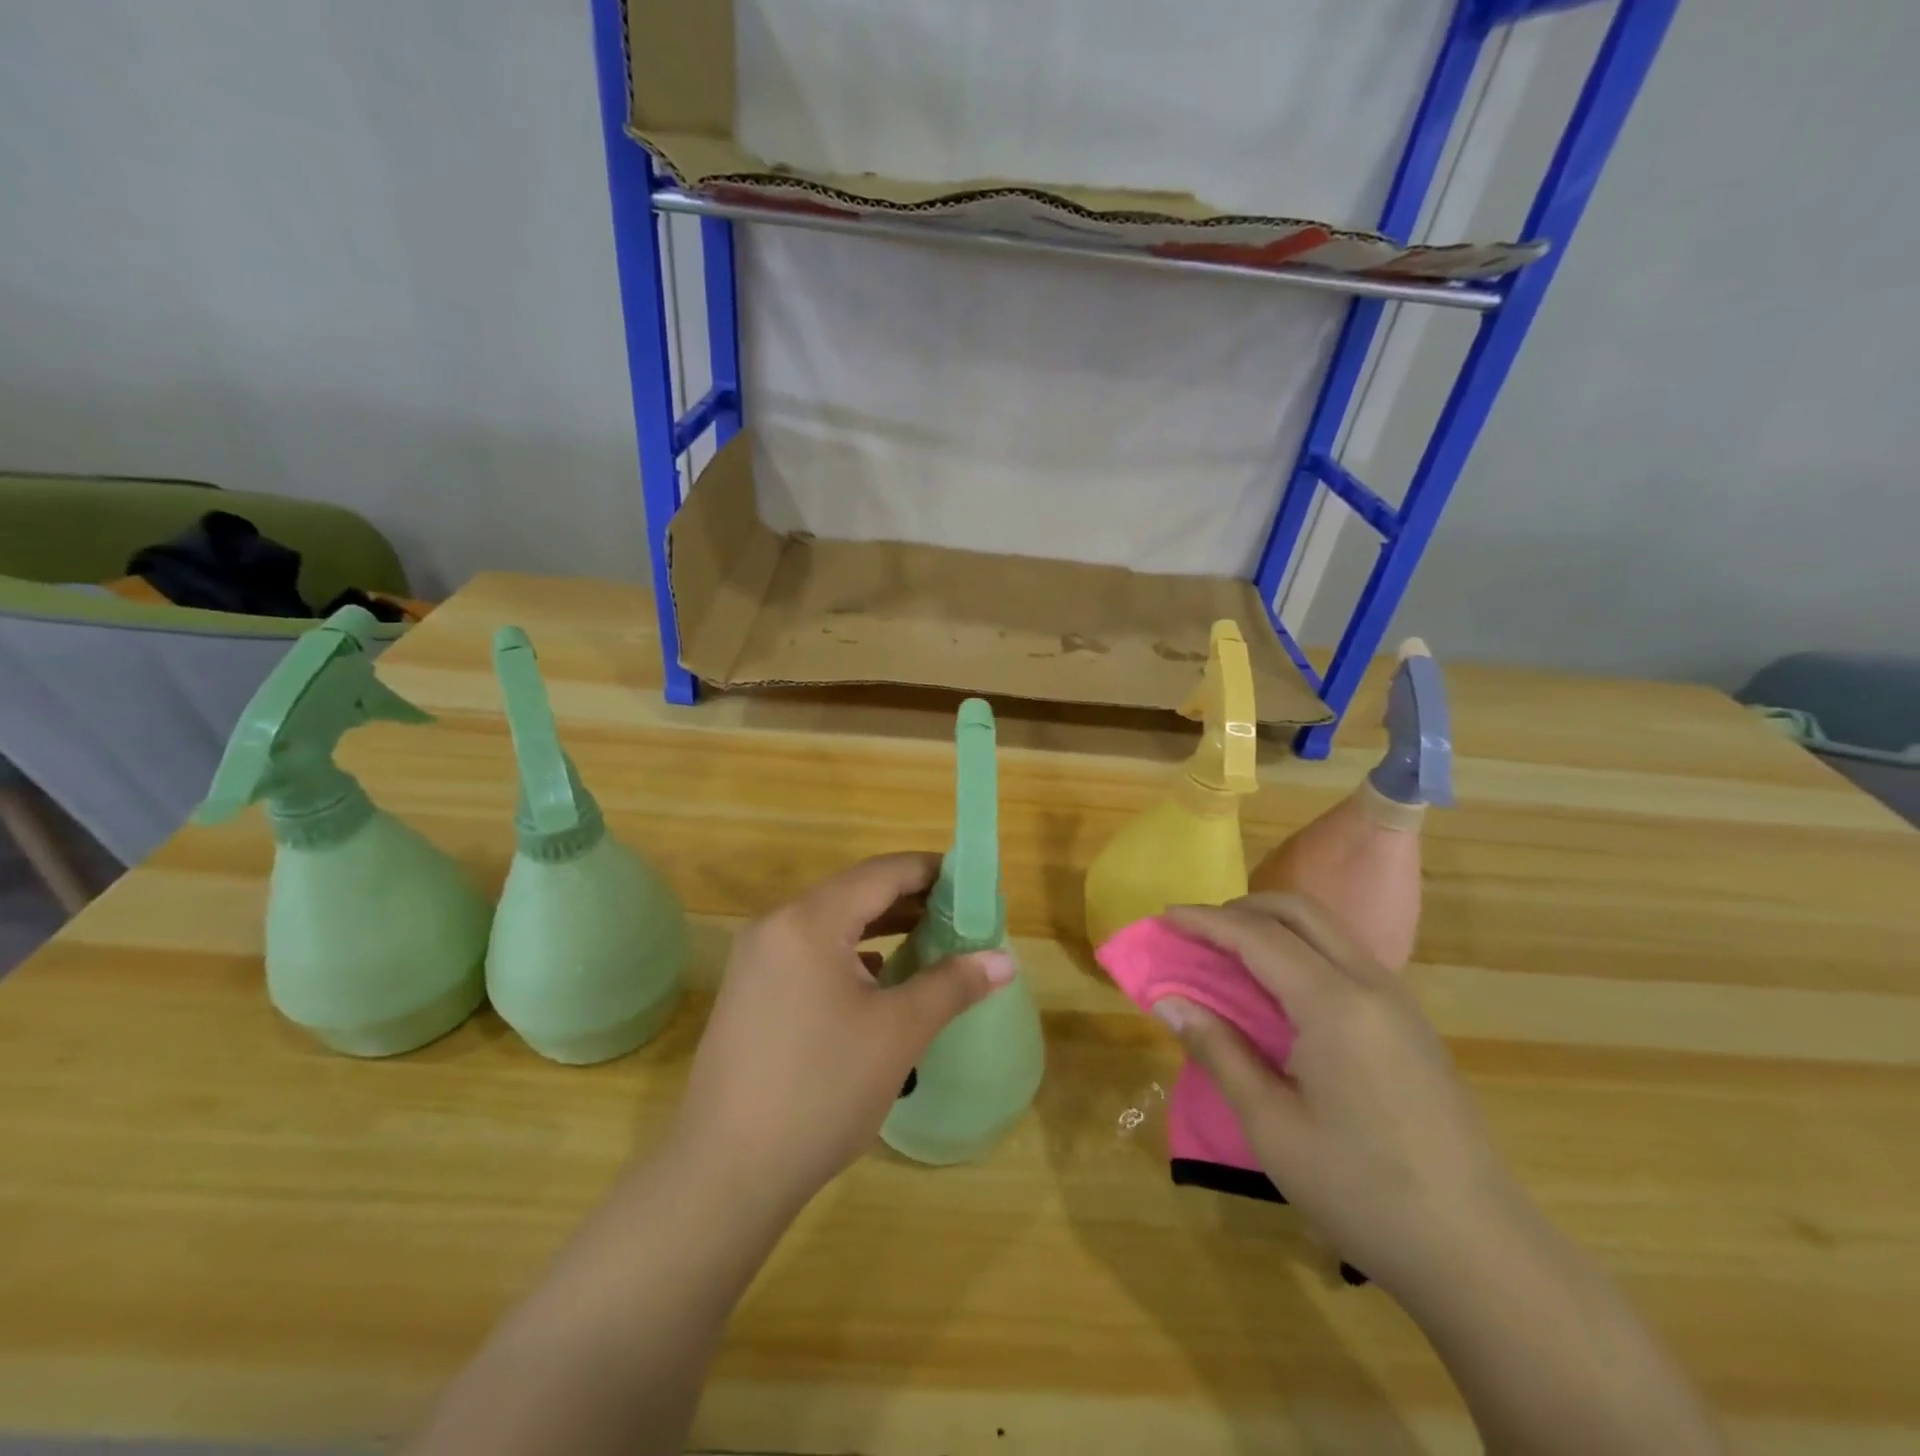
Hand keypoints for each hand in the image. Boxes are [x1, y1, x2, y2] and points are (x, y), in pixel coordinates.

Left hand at [669, 852, 1016, 1212]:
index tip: (971, 882)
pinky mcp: (749, 991)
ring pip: (831, 923)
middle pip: (854, 893)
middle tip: (960, 914)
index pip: (881, 873)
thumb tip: (1006, 961)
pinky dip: (850, 952)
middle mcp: (776, 925)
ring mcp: (756, 959)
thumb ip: (952, 985)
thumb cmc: (822, 1091)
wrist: (726, 1174)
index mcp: (810, 921)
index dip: (930, 871)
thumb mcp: (898, 1033)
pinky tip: (878, 975)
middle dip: (910, 899)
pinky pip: (809, 951)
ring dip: (881, 925)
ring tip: (930, 938)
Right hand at [1158, 893, 1531, 1297]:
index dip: (1205, 920)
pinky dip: (1301, 950)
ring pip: (1327, 930)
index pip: (1257, 936)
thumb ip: (1219, 1051)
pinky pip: (1345, 957)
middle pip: (1299, 912)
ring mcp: (1398, 1001)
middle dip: (1240, 909)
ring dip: (1272, 926)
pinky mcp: (1410, 1023)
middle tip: (1195, 932)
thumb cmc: (1363, 1192)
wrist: (1481, 1254)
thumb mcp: (1272, 1126)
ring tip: (1227, 954)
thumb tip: (1169, 1001)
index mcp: (1334, 1004)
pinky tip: (1278, 990)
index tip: (1163, 916)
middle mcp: (1370, 984)